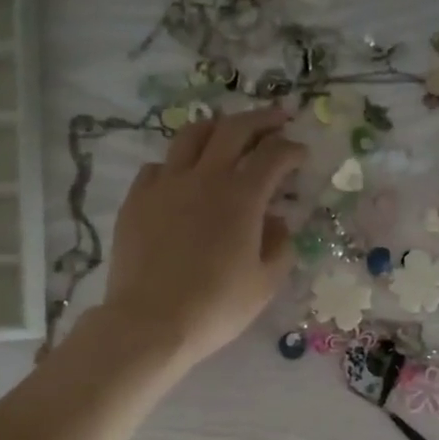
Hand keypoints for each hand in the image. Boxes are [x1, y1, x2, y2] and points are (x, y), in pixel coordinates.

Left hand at [99, 104, 305, 367]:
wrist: (151, 322)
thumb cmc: (217, 307)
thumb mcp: (265, 284)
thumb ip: (279, 246)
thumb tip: (277, 222)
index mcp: (241, 196)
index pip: (273, 156)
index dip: (291, 149)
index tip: (301, 153)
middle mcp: (204, 178)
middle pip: (234, 129)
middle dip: (260, 119)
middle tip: (277, 117)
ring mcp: (165, 184)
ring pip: (191, 136)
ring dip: (216, 128)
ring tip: (227, 132)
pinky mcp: (137, 200)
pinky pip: (159, 166)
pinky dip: (177, 163)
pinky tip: (182, 177)